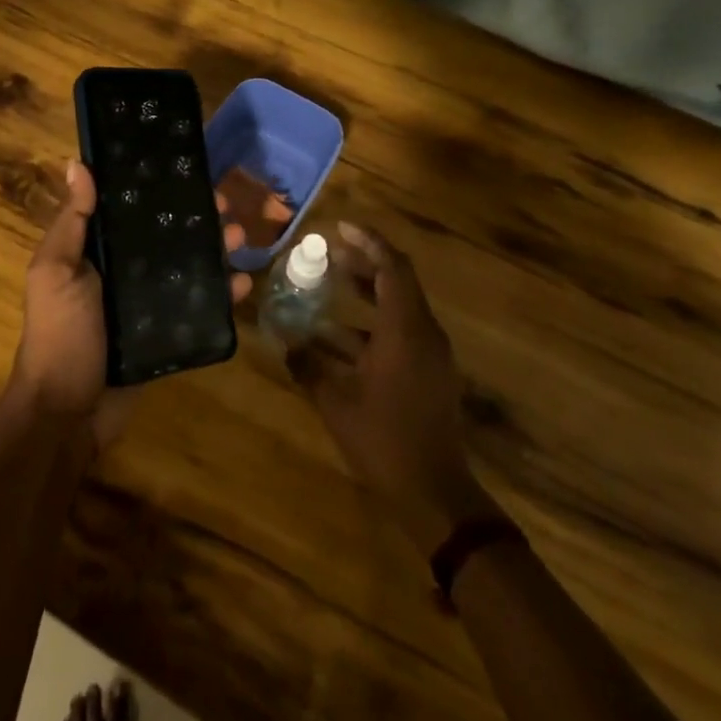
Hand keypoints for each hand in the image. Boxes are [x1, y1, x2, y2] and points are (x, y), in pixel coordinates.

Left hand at [9, 160, 253, 451]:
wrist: (67, 413)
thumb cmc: (60, 334)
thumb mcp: (55, 271)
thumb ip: (71, 222)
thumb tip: (78, 164)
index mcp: (98, 251)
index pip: (133, 210)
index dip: (160, 190)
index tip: (189, 172)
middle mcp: (125, 271)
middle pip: (167, 235)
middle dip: (197, 217)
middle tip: (225, 206)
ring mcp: (149, 303)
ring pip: (189, 265)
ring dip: (216, 249)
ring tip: (240, 237)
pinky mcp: (168, 332)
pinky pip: (199, 306)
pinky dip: (223, 293)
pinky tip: (244, 282)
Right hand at [289, 222, 498, 549]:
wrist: (435, 492)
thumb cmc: (385, 440)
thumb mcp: (337, 402)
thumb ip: (309, 367)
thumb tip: (285, 344)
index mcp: (406, 329)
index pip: (392, 266)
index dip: (368, 242)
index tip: (339, 228)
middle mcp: (423, 332)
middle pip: (397, 281)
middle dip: (364, 262)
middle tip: (329, 252)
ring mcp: (429, 353)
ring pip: (398, 306)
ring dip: (365, 293)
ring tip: (329, 284)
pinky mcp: (428, 372)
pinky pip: (399, 332)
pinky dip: (370, 324)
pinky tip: (336, 337)